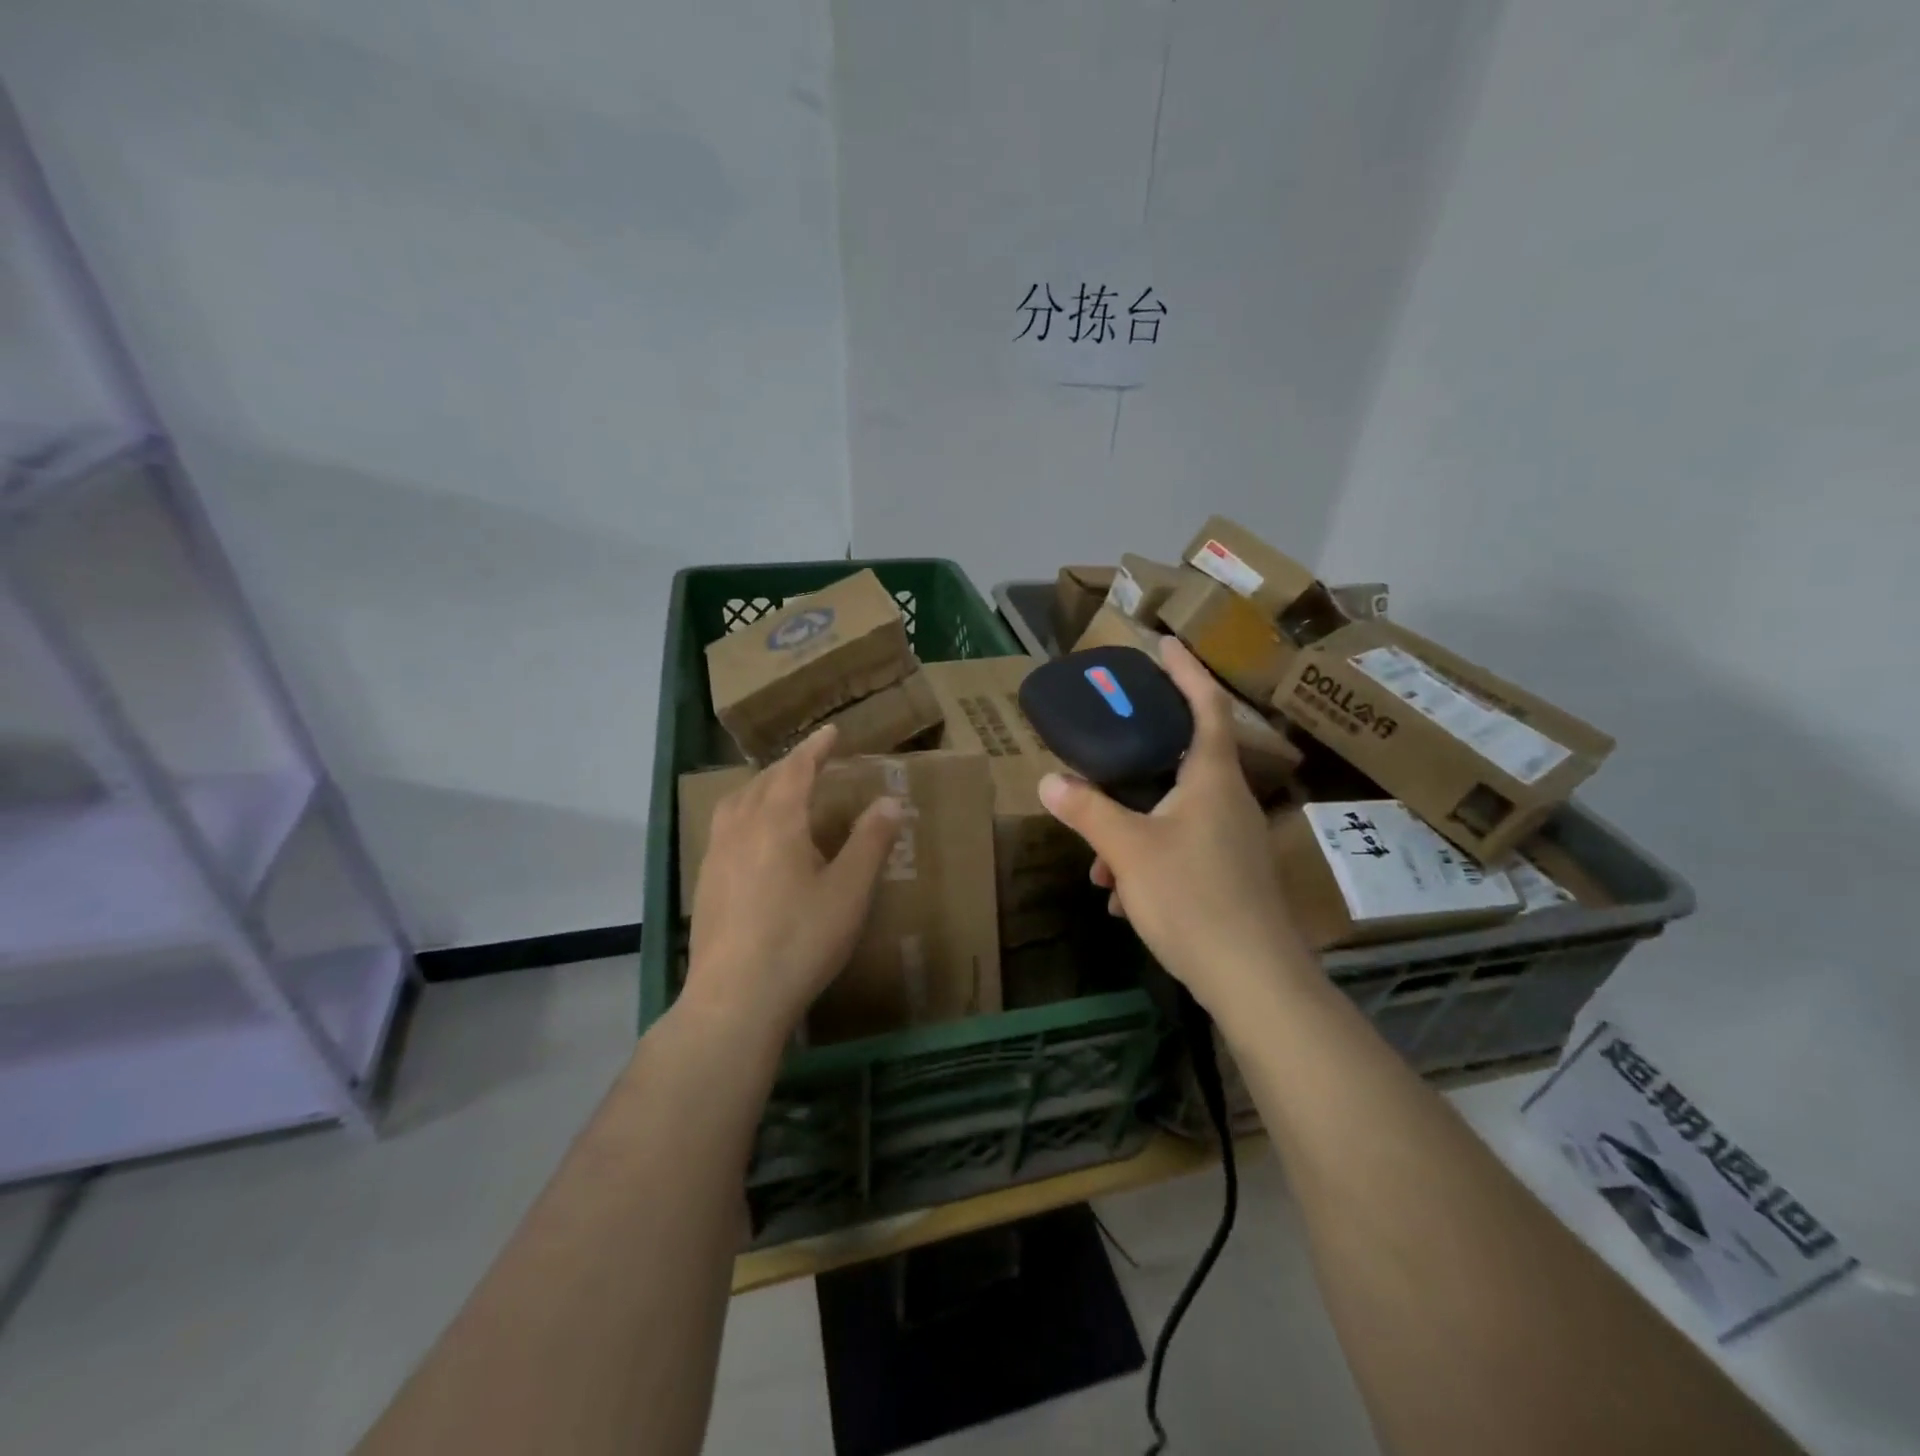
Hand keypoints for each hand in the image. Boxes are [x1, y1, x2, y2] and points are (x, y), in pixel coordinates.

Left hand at [684, 725, 903, 1046]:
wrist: (735, 998)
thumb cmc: (800, 939)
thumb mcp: (849, 890)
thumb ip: (870, 841)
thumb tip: (890, 800)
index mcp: (776, 822)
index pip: (796, 770)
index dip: (815, 748)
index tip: (831, 731)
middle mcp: (740, 829)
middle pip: (763, 783)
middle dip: (789, 766)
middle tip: (812, 762)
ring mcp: (716, 857)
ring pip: (736, 804)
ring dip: (761, 788)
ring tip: (779, 793)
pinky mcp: (705, 885)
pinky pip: (724, 830)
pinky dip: (744, 815)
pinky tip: (754, 843)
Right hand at [1038, 638, 1317, 1022]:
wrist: (1252, 977)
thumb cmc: (1192, 897)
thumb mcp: (1128, 850)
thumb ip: (1088, 811)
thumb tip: (1049, 780)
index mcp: (1210, 779)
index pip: (1205, 706)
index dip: (1186, 671)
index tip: (1166, 643)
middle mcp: (1228, 801)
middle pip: (1184, 758)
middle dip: (1140, 758)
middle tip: (1109, 746)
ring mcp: (1233, 840)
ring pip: (1175, 813)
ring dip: (1134, 826)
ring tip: (1099, 861)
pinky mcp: (1230, 875)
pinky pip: (1182, 848)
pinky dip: (1148, 858)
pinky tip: (1122, 894)